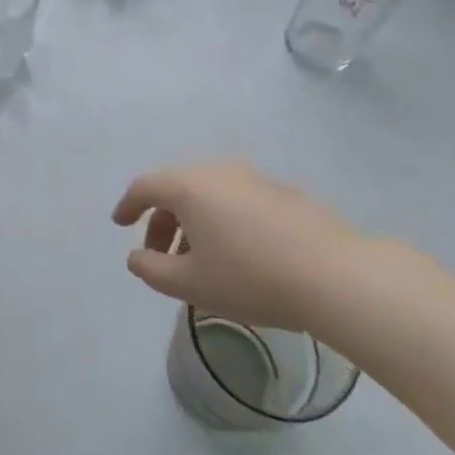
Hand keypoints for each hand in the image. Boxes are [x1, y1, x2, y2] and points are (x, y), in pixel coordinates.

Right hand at [111, 162, 369, 336]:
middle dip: (162, 219)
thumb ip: (151, 269)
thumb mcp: (190, 284)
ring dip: (193, 221)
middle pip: (177, 188)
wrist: (334, 275)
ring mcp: (254, 177)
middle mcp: (218, 170)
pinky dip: (223, 218)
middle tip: (160, 255)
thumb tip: (136, 256)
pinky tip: (237, 252)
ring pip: (209, 193)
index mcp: (189, 186)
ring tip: (199, 259)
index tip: (120, 225)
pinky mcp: (282, 191)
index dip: (127, 206)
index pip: (145, 186)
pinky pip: (236, 199)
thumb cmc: (250, 277)